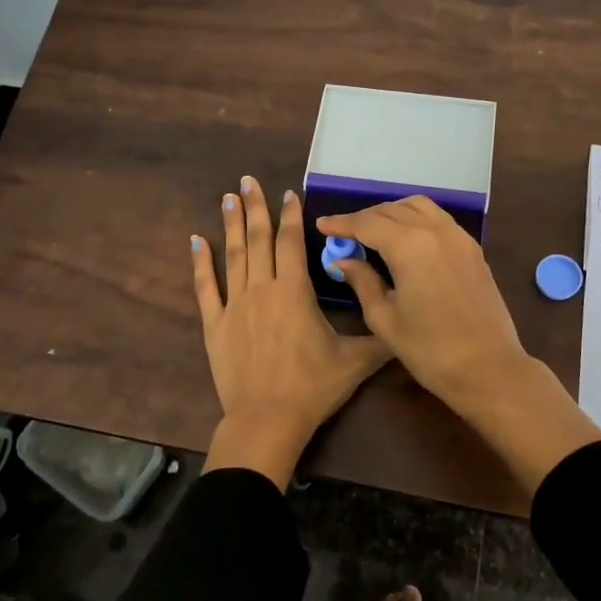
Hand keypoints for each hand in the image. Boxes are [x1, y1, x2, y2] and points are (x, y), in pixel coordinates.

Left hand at [192, 176, 391, 488]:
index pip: (291, 243)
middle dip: (255, 207)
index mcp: (294, 292)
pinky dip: (200, 263)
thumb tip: (405, 321)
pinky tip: (195, 240)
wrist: (267, 420)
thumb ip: (380, 338)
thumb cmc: (312, 388)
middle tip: (247, 180)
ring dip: (232, 225)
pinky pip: (205, 288)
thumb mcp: (355, 362)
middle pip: (259, 240)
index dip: (290, 216)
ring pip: (233, 256)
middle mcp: (262, 289)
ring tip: (227, 197)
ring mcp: (234, 305)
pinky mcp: (215, 325)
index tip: (288, 193)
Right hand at [316, 197, 600, 494]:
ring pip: (418, 207)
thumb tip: (344, 261)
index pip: (367, 223)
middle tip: (344, 233)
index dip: (341, 223)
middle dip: (364, 218)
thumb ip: (362, 282)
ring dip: (391, 212)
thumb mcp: (385, 319)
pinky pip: (438, 219)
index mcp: (409, 246)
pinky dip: (415, 219)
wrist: (489, 368)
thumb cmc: (430, 350)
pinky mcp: (473, 249)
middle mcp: (435, 231)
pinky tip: (405, 239)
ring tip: (374, 231)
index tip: (322, 225)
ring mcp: (458, 237)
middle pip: (391, 210)